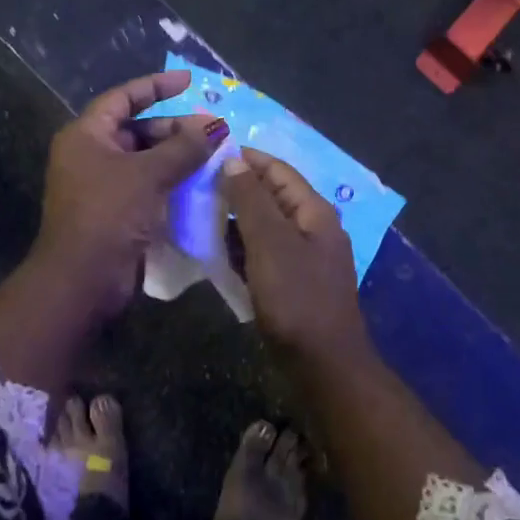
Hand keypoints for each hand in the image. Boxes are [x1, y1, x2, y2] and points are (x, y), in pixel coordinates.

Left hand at [31, 69, 227, 309]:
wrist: (82, 280)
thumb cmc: (109, 215)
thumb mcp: (149, 174)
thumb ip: (184, 147)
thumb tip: (216, 124)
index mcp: (86, 135)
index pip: (123, 98)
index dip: (156, 86)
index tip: (188, 81)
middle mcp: (90, 155)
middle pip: (137, 129)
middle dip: (174, 128)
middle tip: (211, 131)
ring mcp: (101, 185)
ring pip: (145, 159)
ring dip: (176, 156)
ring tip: (212, 155)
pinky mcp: (114, 211)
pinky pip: (146, 185)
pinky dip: (170, 181)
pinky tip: (199, 183)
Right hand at [220, 149, 369, 359]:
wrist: (323, 366)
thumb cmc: (296, 298)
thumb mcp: (270, 243)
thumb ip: (251, 199)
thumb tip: (234, 160)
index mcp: (314, 211)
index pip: (278, 170)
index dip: (246, 158)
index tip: (209, 152)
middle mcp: (313, 228)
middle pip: (272, 196)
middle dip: (237, 188)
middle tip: (196, 185)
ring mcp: (305, 258)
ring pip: (266, 226)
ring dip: (236, 219)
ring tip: (199, 215)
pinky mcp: (293, 283)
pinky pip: (264, 253)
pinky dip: (242, 247)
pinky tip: (217, 251)